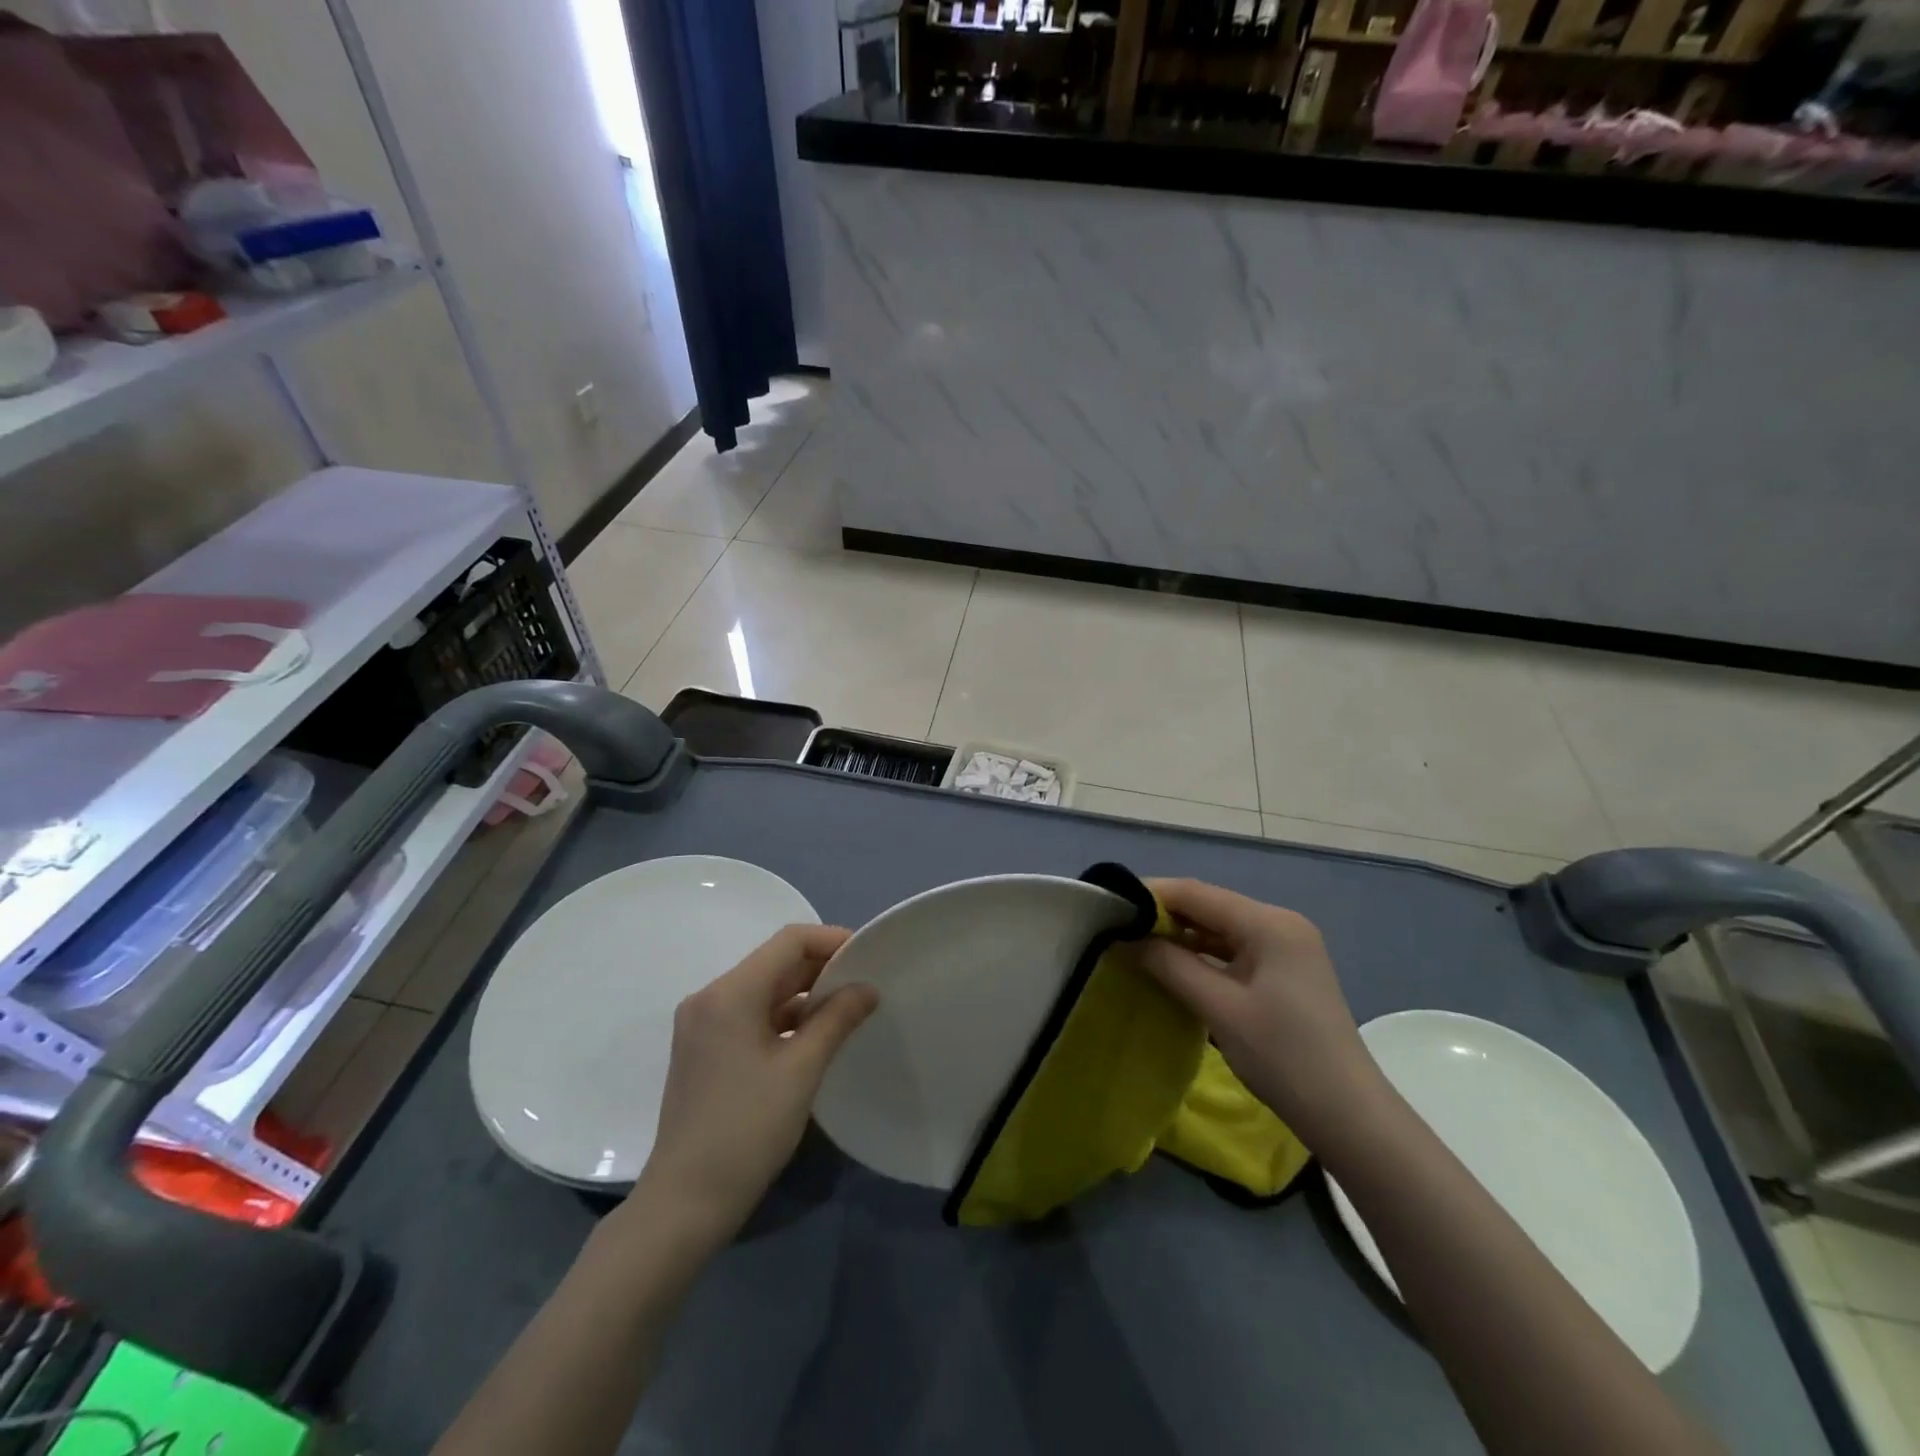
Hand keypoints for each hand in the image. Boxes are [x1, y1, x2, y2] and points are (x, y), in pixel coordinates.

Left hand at [631, 925, 878, 1244]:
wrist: (684, 1204)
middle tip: (866, 984)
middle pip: (775, 963)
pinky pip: (752, 1015)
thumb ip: (837, 1019)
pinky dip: (785, 1017)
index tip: (868, 956)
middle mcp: (710, 998)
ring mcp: (703, 1025)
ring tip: (849, 1009)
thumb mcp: (801, 1071)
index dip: (832, 941)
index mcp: (729, 993)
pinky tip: (815, 1036)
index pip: (789, 941)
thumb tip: (867, 988)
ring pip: (764, 990)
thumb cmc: (746, 1130)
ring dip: (805, 994)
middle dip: (822, 968)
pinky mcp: (705, 1050)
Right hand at [1138, 879, 1384, 1143]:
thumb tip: (1126, 938)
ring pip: (1220, 928)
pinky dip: (1202, 955)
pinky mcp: (1284, 971)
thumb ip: (1170, 965)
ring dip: (1181, 936)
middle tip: (1117, 928)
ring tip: (1136, 946)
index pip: (1197, 893)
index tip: (1108, 904)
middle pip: (1209, 906)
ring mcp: (1285, 947)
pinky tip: (1173, 966)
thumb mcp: (1219, 1008)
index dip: (1151, 895)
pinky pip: (1233, 950)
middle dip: (1163, 916)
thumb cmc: (1284, 1057)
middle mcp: (1279, 924)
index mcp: (1269, 923)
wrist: (1349, 1117)